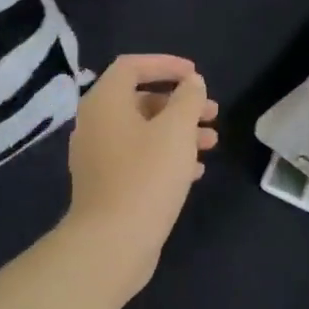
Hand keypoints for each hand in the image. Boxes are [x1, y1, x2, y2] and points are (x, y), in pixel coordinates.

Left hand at [65, 54, 218, 275]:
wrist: (113, 243)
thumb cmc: (146, 177)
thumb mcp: (176, 130)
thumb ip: (187, 99)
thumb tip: (191, 83)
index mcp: (105, 103)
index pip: (132, 66)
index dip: (166, 65)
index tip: (196, 75)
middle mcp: (96, 124)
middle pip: (141, 100)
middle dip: (180, 104)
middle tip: (212, 113)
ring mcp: (99, 156)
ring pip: (144, 132)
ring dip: (179, 131)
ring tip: (213, 142)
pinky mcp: (108, 184)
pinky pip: (139, 158)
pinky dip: (166, 156)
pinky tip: (195, 170)